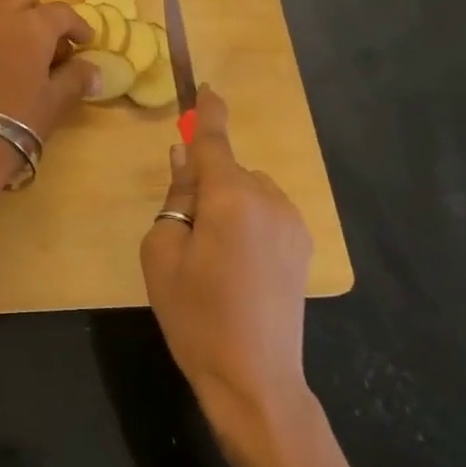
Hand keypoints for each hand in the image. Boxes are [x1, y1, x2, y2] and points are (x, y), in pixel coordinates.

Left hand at [0, 0, 97, 144]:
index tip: (85, 42)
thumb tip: (95, 72)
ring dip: (6, 12)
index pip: (62, 13)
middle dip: (41, 17)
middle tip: (48, 46)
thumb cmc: (20, 119)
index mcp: (33, 25)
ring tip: (12, 38)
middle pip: (25, 1)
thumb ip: (77, 78)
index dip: (77, 25)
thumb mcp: (56, 100)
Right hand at [141, 86, 315, 443]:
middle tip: (184, 228)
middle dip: (206, 182)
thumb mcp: (162, 252)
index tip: (206, 88)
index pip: (215, 141)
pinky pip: (266, 212)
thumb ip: (176, 196)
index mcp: (230, 198)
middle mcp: (268, 200)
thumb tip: (185, 159)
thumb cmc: (195, 315)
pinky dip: (248, 219)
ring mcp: (292, 224)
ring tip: (212, 255)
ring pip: (249, 191)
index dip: (208, 113)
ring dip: (228, 202)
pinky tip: (238, 264)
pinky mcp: (303, 246)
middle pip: (229, 170)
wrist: (255, 379)